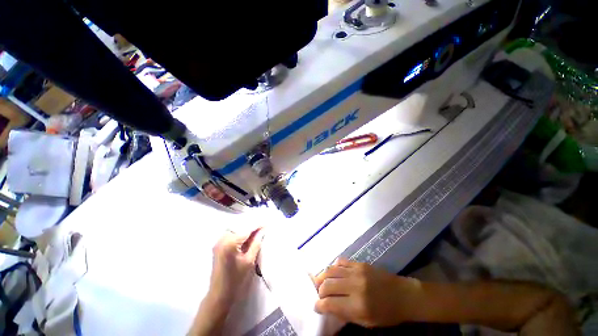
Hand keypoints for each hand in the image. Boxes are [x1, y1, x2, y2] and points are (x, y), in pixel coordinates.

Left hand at [207, 228, 262, 309]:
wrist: (219, 294)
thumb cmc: (235, 280)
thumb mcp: (249, 261)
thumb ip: (256, 243)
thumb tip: (263, 230)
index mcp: (230, 242)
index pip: (247, 228)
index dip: (258, 225)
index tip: (267, 223)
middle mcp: (222, 239)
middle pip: (240, 226)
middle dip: (252, 225)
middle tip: (263, 226)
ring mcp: (219, 241)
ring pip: (235, 228)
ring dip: (246, 228)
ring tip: (257, 230)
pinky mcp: (218, 245)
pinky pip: (231, 233)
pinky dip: (240, 233)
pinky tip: (248, 236)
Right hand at [314, 258, 421, 327]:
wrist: (403, 295)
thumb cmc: (386, 314)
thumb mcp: (366, 322)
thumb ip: (345, 314)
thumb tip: (328, 307)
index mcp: (357, 305)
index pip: (330, 304)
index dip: (319, 305)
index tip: (317, 306)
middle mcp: (354, 286)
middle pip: (327, 285)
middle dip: (319, 290)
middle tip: (319, 294)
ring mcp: (356, 271)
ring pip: (331, 270)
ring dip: (323, 276)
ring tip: (321, 281)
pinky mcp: (359, 263)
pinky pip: (341, 261)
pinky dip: (334, 266)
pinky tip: (333, 271)